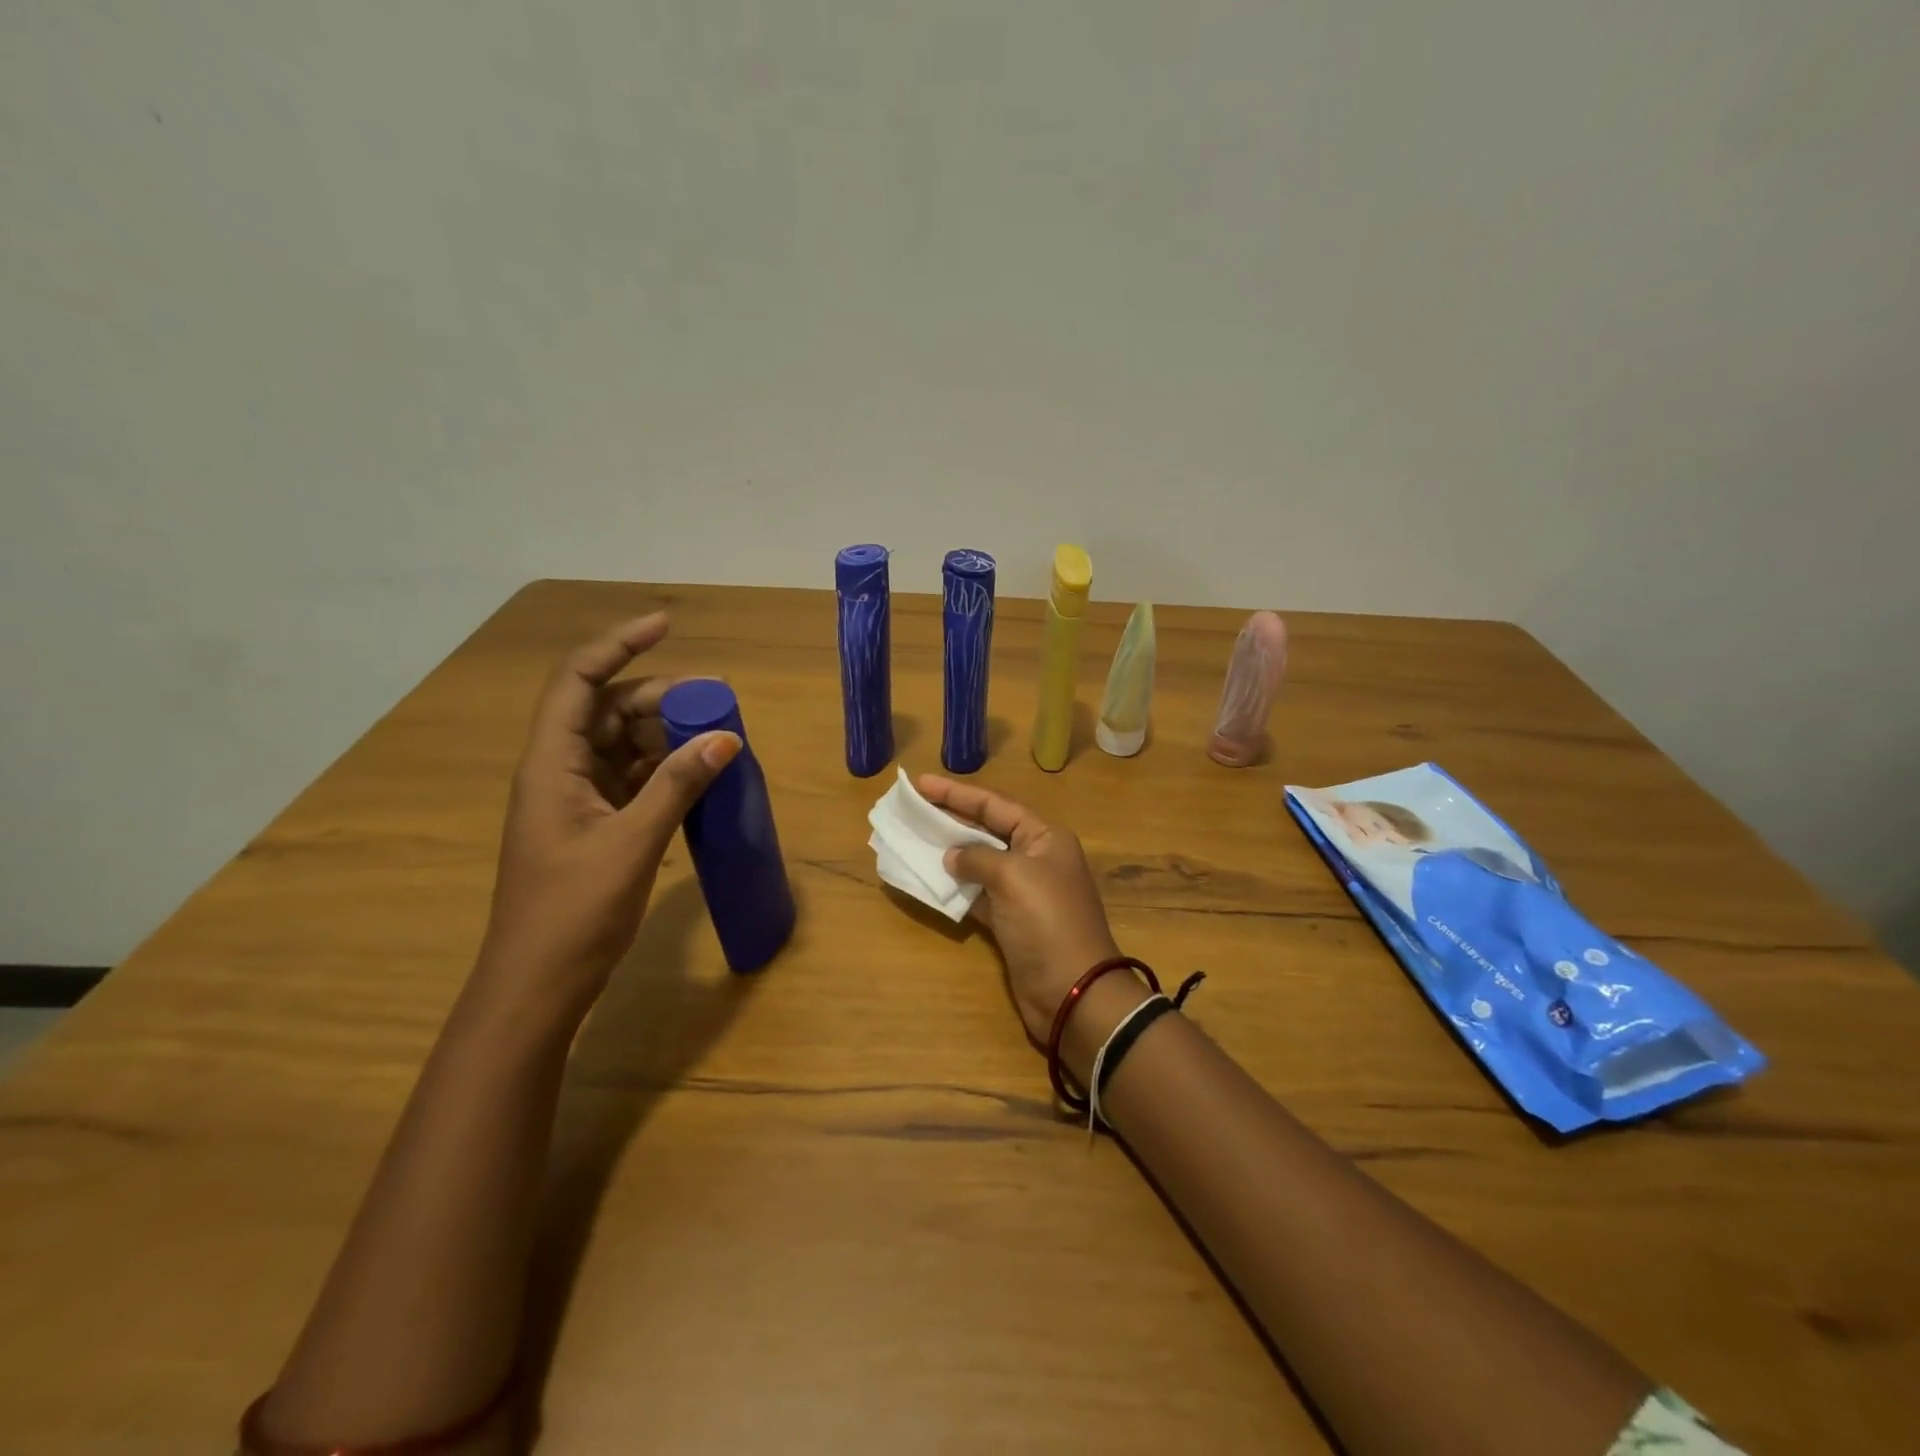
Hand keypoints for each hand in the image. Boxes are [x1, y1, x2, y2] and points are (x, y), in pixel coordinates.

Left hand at [478, 613, 738, 1022]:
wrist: (539, 986)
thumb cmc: (574, 913)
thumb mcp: (633, 842)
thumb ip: (679, 785)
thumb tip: (726, 737)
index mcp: (551, 764)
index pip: (578, 681)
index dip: (618, 645)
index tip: (666, 626)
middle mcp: (560, 771)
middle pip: (608, 709)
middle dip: (660, 697)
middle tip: (715, 702)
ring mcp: (578, 799)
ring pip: (624, 744)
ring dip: (667, 735)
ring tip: (716, 737)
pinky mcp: (596, 824)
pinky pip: (634, 778)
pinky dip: (666, 770)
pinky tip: (701, 774)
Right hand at [918, 775, 1122, 1045]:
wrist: (1072, 992)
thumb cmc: (1047, 922)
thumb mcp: (1013, 877)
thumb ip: (978, 858)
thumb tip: (952, 856)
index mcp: (1044, 838)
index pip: (996, 805)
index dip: (957, 793)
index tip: (921, 783)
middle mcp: (1035, 859)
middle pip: (986, 830)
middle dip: (950, 819)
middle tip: (912, 808)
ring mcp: (1023, 892)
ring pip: (979, 863)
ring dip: (949, 853)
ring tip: (913, 840)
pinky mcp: (1010, 922)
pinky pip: (976, 895)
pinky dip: (954, 888)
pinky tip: (928, 880)